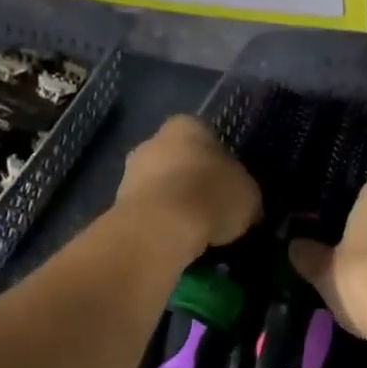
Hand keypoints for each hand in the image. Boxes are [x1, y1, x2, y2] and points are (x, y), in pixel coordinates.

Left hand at [113, 115, 261, 254]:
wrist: (160, 227)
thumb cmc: (211, 195)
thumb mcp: (249, 195)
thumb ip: (244, 193)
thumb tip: (243, 205)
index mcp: (187, 125)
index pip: (207, 137)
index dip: (220, 163)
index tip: (228, 188)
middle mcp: (153, 140)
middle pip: (179, 160)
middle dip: (192, 181)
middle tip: (212, 210)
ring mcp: (130, 171)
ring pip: (160, 186)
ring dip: (174, 204)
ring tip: (194, 233)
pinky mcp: (117, 202)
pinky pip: (147, 211)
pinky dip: (159, 224)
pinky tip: (173, 242)